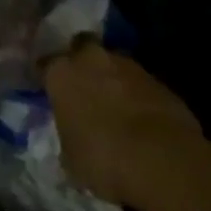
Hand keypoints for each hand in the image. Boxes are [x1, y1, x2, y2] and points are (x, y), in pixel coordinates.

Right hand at [42, 41, 204, 205]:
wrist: (165, 162)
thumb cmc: (104, 158)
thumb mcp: (71, 158)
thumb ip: (68, 137)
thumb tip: (73, 138)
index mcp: (60, 73)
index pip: (45, 65)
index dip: (48, 78)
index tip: (51, 91)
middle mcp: (90, 59)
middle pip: (81, 48)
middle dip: (83, 64)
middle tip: (85, 87)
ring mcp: (128, 67)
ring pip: (114, 65)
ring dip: (113, 80)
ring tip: (117, 108)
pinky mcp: (160, 82)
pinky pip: (141, 85)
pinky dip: (139, 97)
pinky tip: (143, 121)